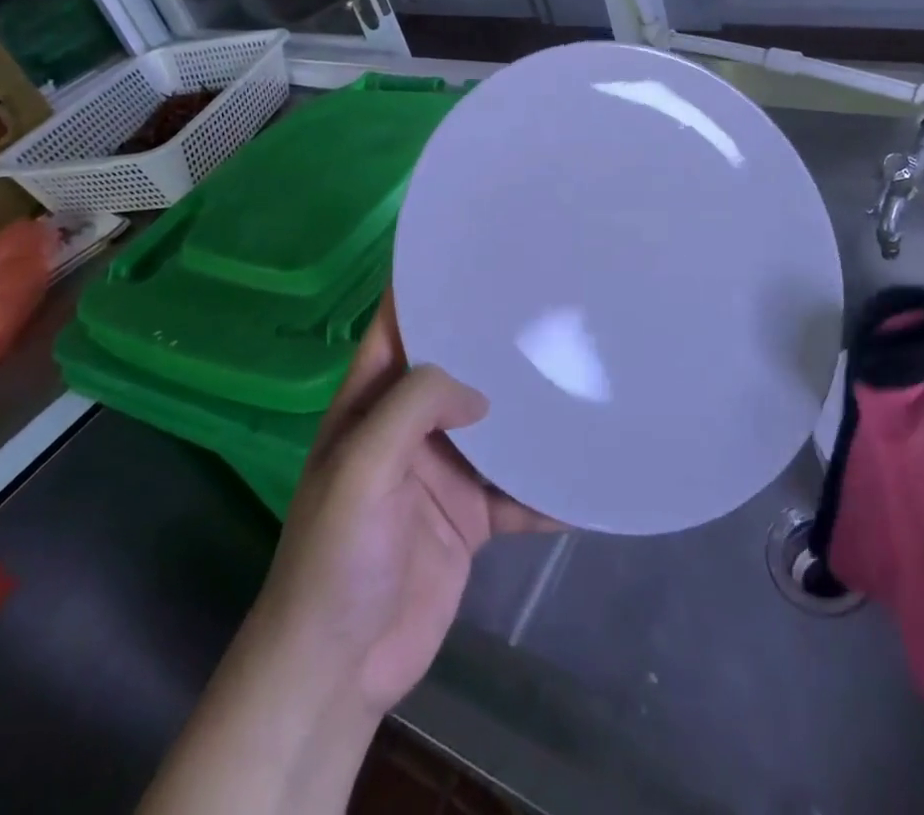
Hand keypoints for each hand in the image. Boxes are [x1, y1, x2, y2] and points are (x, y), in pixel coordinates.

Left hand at [138, 293, 554, 814]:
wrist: (339, 670)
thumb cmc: (336, 557)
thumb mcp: (362, 468)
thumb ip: (414, 409)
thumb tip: (481, 392)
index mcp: (371, 403)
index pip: (397, 327)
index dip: (426, 288)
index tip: (473, 252)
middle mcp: (410, 427)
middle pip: (458, 370)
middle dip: (494, 343)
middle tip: (548, 307)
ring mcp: (445, 470)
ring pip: (496, 426)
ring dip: (530, 411)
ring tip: (579, 374)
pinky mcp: (471, 517)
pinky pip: (518, 490)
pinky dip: (548, 484)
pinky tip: (587, 470)